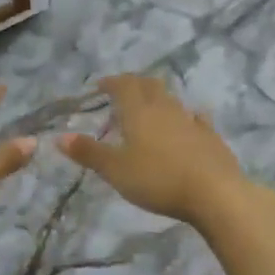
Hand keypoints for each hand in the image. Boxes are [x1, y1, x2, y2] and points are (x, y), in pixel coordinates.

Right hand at [59, 75, 253, 225]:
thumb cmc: (158, 179)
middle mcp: (165, 108)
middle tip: (122, 92)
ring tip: (148, 110)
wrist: (215, 193)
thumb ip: (88, 152)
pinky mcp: (210, 136)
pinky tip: (187, 123)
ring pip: (171, 99)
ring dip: (157, 99)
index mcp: (139, 111)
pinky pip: (195, 118)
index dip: (110, 82)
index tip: (99, 87)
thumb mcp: (116, 170)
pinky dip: (184, 117)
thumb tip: (59, 136)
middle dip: (134, 84)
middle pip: (149, 85)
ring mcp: (191, 120)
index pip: (123, 84)